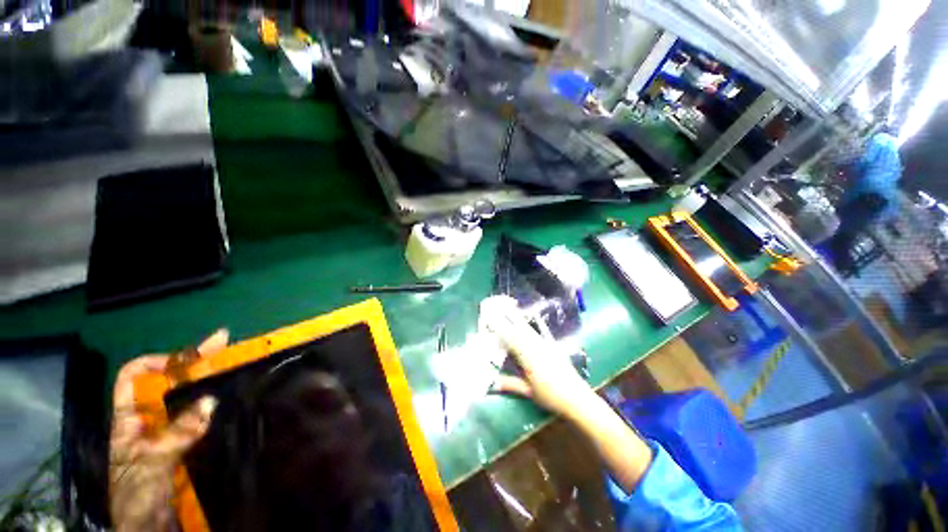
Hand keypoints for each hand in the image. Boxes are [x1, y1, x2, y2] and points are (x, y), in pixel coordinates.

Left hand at [109, 330, 227, 531]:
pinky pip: (200, 421)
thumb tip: (210, 401)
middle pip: (167, 385)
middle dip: (194, 364)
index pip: (133, 379)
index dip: (155, 362)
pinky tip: (231, 400)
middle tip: (223, 343)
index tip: (186, 356)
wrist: (149, 530)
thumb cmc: (137, 498)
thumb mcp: (152, 465)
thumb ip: (177, 434)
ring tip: (233, 365)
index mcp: (128, 421)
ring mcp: (166, 435)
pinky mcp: (184, 447)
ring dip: (208, 383)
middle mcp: (147, 422)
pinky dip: (216, 408)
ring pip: (186, 402)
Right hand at [484, 298, 594, 418]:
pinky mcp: (554, 347)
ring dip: (519, 319)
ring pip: (529, 330)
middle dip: (508, 319)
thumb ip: (510, 384)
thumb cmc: (550, 397)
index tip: (491, 320)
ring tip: (510, 309)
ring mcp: (546, 346)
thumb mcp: (528, 391)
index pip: (511, 340)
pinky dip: (539, 323)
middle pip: (519, 331)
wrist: (576, 398)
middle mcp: (536, 348)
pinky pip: (544, 332)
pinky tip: (535, 315)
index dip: (500, 329)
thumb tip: (491, 383)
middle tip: (498, 308)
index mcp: (528, 358)